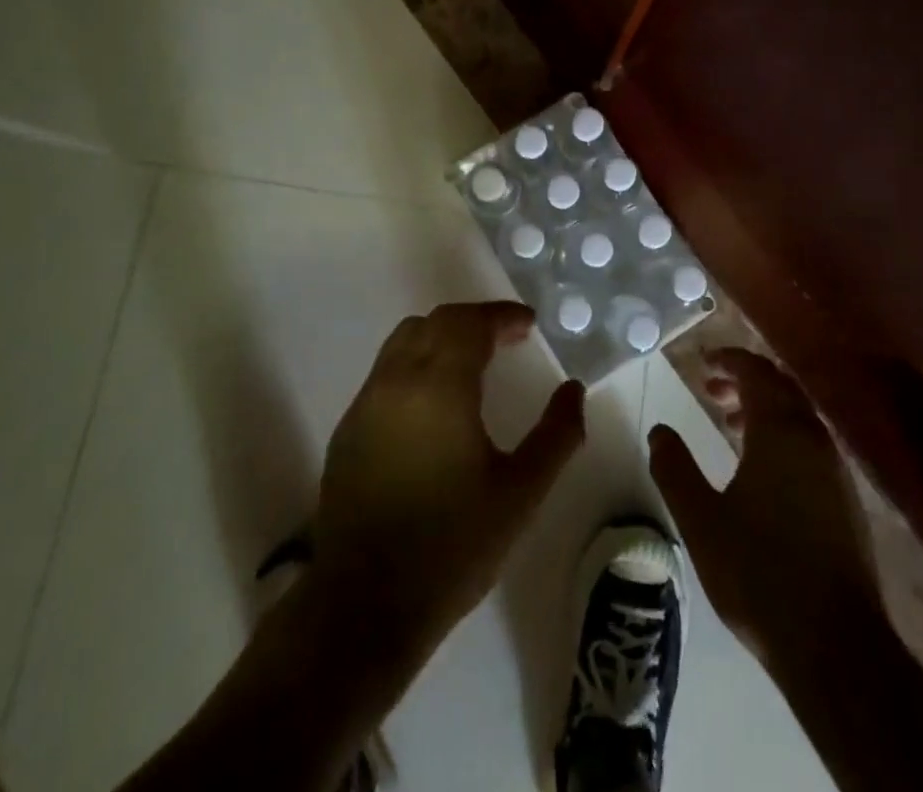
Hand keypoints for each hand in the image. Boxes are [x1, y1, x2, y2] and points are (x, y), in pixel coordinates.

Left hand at [313, 301, 585, 659]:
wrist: (365, 606)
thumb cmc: (453, 547)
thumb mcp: (521, 493)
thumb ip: (557, 435)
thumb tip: (574, 391)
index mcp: (440, 386)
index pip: (470, 323)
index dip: (502, 317)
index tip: (528, 325)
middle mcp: (397, 380)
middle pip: (436, 321)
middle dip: (474, 321)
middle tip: (507, 340)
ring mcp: (366, 403)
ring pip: (405, 340)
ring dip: (442, 336)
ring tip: (473, 362)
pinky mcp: (348, 428)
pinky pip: (386, 371)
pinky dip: (417, 363)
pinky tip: (435, 402)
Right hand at [649, 348, 877, 665]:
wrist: (835, 645)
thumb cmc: (760, 572)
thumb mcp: (701, 519)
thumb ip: (675, 468)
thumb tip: (659, 430)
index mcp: (780, 431)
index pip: (756, 372)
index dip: (728, 360)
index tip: (702, 363)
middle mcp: (813, 439)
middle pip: (781, 387)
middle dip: (746, 380)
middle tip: (711, 389)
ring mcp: (835, 470)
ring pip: (799, 416)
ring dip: (765, 408)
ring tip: (730, 425)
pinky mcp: (846, 501)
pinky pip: (811, 443)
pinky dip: (783, 435)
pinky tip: (762, 469)